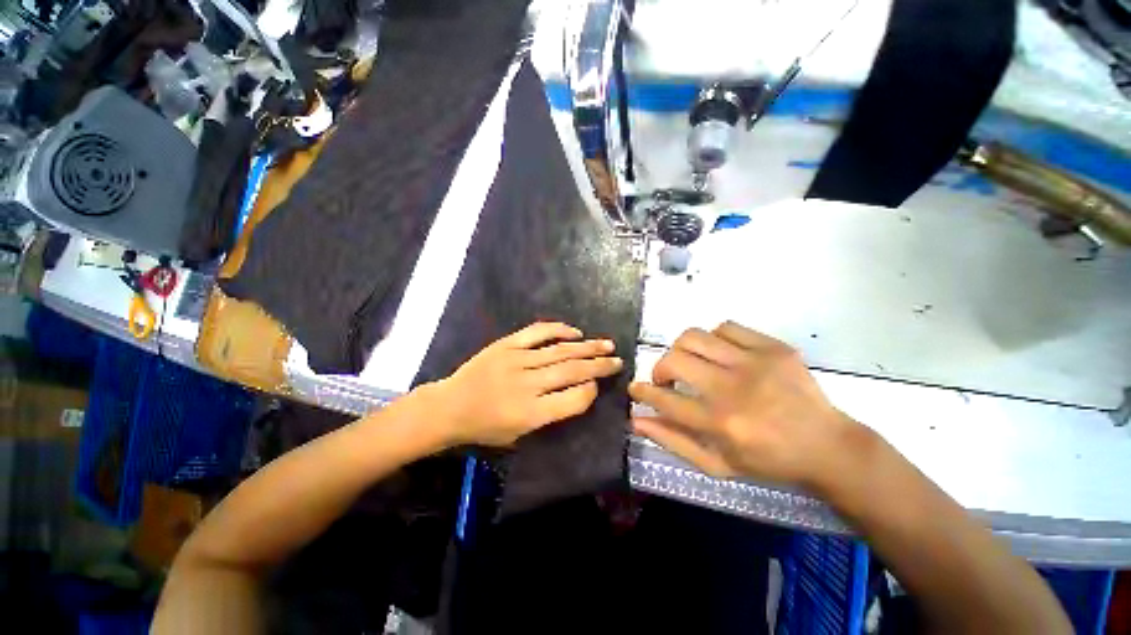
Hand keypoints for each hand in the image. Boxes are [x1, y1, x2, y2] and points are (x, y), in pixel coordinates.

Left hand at [429, 322, 622, 447]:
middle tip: (617, 360)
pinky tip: (576, 332)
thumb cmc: (484, 427)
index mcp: (530, 414)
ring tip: (607, 344)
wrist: (449, 407)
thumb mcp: (519, 435)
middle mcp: (527, 384)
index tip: (598, 385)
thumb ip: (550, 414)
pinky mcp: (506, 345)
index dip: (590, 391)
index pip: (573, 399)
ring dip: (587, 347)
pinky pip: (537, 332)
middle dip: (599, 365)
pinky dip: (559, 330)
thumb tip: (579, 390)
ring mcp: (516, 360)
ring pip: (560, 350)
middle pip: (571, 371)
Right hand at [629, 322, 860, 489]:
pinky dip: (713, 338)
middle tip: (667, 379)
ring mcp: (755, 363)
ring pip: (695, 336)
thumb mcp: (717, 465)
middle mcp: (733, 388)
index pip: (664, 399)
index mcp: (720, 423)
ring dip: (682, 350)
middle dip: (659, 368)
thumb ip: (673, 441)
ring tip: (691, 363)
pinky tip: (721, 354)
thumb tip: (636, 418)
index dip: (642, 391)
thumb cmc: (768, 461)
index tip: (636, 388)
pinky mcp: (773, 347)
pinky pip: (726, 327)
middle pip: (674, 359)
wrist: (828, 446)